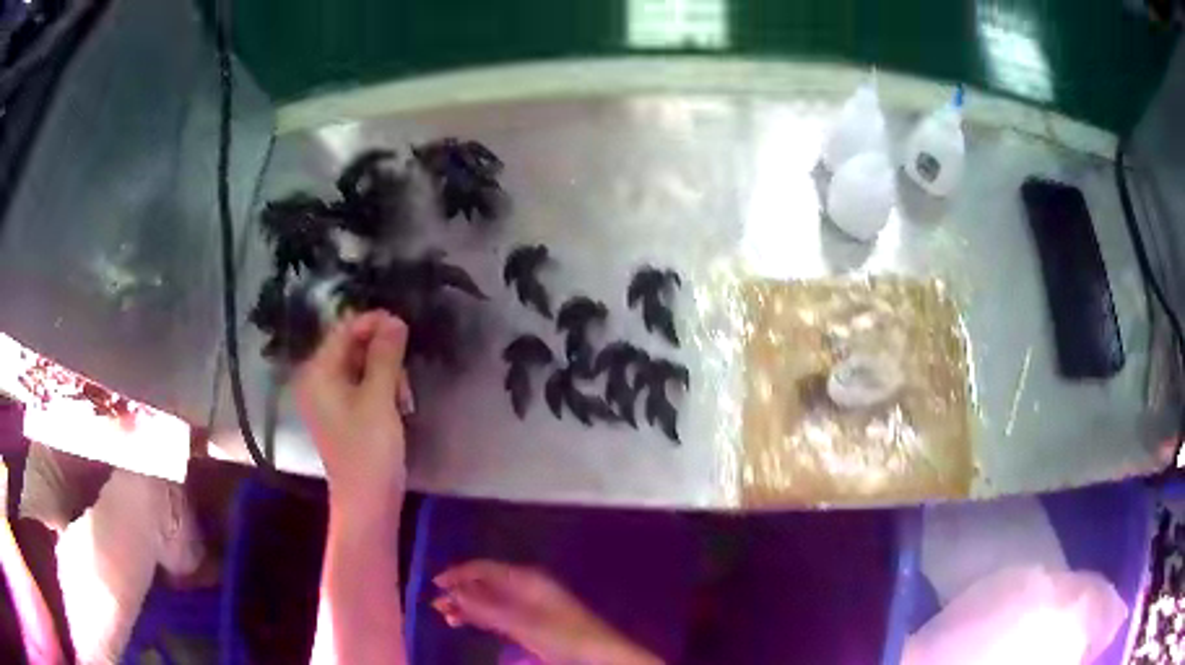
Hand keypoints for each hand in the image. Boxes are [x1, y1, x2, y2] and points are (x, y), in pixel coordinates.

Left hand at [294, 311, 412, 507]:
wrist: (367, 503)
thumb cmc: (369, 450)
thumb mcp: (379, 398)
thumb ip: (386, 355)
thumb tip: (395, 319)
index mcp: (318, 373)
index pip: (344, 330)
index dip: (374, 323)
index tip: (405, 328)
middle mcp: (318, 380)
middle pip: (352, 347)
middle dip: (383, 354)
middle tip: (405, 376)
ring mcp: (329, 399)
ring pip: (361, 367)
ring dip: (386, 374)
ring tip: (404, 398)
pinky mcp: (343, 414)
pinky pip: (362, 386)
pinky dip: (381, 389)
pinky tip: (398, 406)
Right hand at [432, 560, 661, 664]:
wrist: (599, 655)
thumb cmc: (562, 635)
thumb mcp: (521, 622)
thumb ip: (486, 607)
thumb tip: (453, 591)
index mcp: (526, 579)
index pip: (485, 568)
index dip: (458, 573)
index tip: (435, 584)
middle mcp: (526, 586)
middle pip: (485, 583)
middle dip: (460, 591)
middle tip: (437, 606)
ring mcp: (529, 604)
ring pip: (490, 599)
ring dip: (468, 605)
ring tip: (446, 616)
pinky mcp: (532, 621)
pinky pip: (499, 612)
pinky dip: (482, 616)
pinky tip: (468, 622)